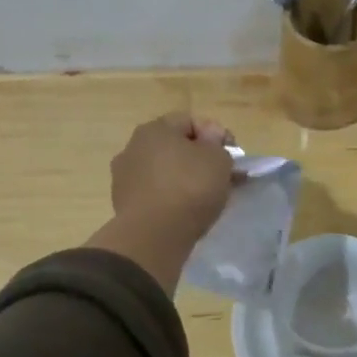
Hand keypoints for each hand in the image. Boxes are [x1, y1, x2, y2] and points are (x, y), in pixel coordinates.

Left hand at [87, 113, 235, 289]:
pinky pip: (155, 193)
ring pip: (164, 171)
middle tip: (223, 175)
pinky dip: (171, 197)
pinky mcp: (124, 204)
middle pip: (175, 146)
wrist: (154, 236)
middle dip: (200, 158)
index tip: (232, 154)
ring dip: (185, 178)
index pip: (190, 121)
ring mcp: (124, 176)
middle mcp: (133, 147)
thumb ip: (217, 143)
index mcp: (154, 129)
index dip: (216, 134)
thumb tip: (209, 138)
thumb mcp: (218, 159)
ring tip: (207, 196)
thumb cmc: (189, 187)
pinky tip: (187, 211)